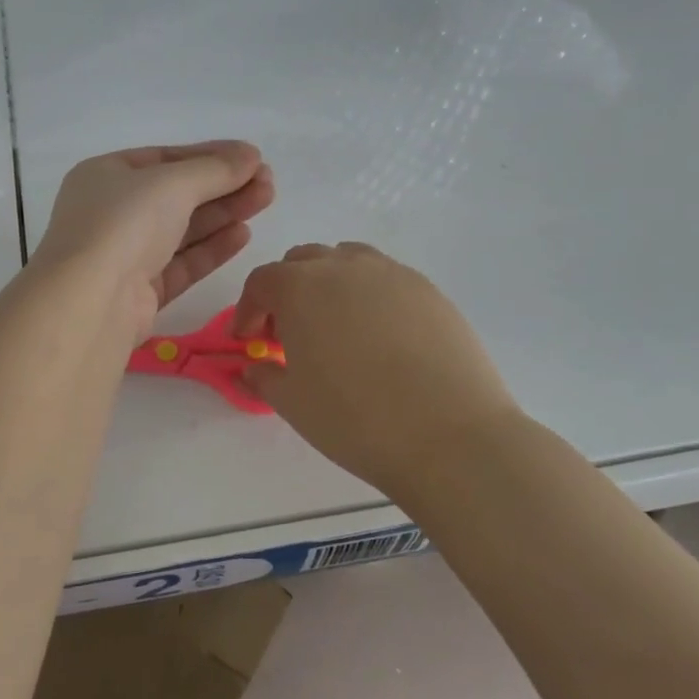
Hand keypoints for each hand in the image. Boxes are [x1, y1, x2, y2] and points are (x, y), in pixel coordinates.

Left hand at [33, 142, 275, 339]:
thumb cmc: (123, 224)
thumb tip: (250, 155)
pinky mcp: (140, 292)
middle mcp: (111, 213)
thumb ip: (215, 169)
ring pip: (182, 229)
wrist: (91, 301)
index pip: (164, 159)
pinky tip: (244, 234)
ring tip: (265, 200)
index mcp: (105, 176)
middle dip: (222, 186)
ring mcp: (125, 254)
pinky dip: (211, 248)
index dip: (209, 156)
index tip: (251, 158)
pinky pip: (181, 263)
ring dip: (223, 213)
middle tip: (268, 182)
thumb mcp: (171, 183)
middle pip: (176, 195)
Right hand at [234, 242, 520, 502]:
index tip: (249, 340)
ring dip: (330, 285)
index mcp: (300, 287)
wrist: (450, 436)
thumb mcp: (292, 403)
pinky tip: (380, 338)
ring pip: (348, 261)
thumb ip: (263, 377)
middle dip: (287, 291)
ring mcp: (392, 274)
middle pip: (303, 261)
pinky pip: (386, 279)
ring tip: (336, 328)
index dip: (248, 309)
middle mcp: (344, 266)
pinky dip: (370, 296)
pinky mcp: (430, 291)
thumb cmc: (355, 418)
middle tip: (290, 334)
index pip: (262, 282)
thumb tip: (253, 368)